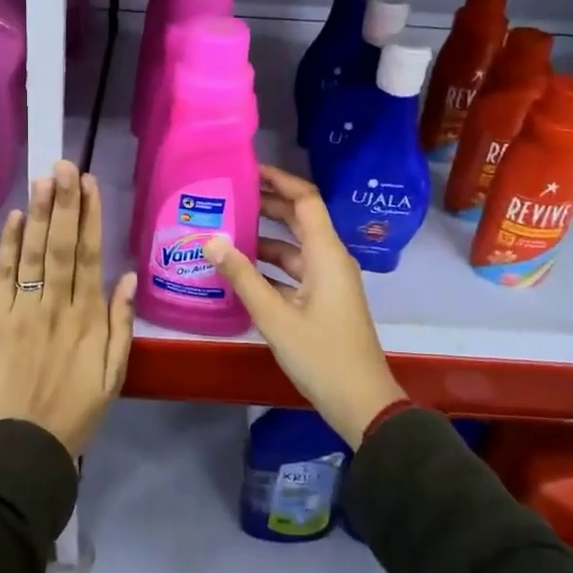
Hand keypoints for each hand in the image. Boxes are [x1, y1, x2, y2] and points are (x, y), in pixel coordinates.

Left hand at [0, 160, 136, 456]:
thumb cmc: (77, 411)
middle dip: (66, 203)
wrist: (24, 447)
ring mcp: (24, 311)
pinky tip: (17, 217)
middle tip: (66, 164)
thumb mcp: (115, 374)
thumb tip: (128, 277)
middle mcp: (57, 306)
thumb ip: (122, 325)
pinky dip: (10, 246)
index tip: (91, 184)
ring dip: (40, 214)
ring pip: (34, 254)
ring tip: (45, 179)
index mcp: (89, 319)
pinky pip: (5, 277)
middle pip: (62, 246)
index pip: (90, 256)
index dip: (91, 217)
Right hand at [205, 166, 403, 448]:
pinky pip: (295, 270)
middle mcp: (330, 259)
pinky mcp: (324, 300)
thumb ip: (242, 277)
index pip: (305, 200)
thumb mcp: (275, 316)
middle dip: (268, 205)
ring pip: (295, 247)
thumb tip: (211, 241)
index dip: (280, 180)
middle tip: (229, 196)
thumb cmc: (321, 355)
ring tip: (227, 230)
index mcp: (326, 254)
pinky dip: (271, 265)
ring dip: (265, 237)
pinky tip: (241, 270)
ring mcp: (329, 281)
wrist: (361, 402)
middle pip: (300, 219)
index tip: (248, 170)